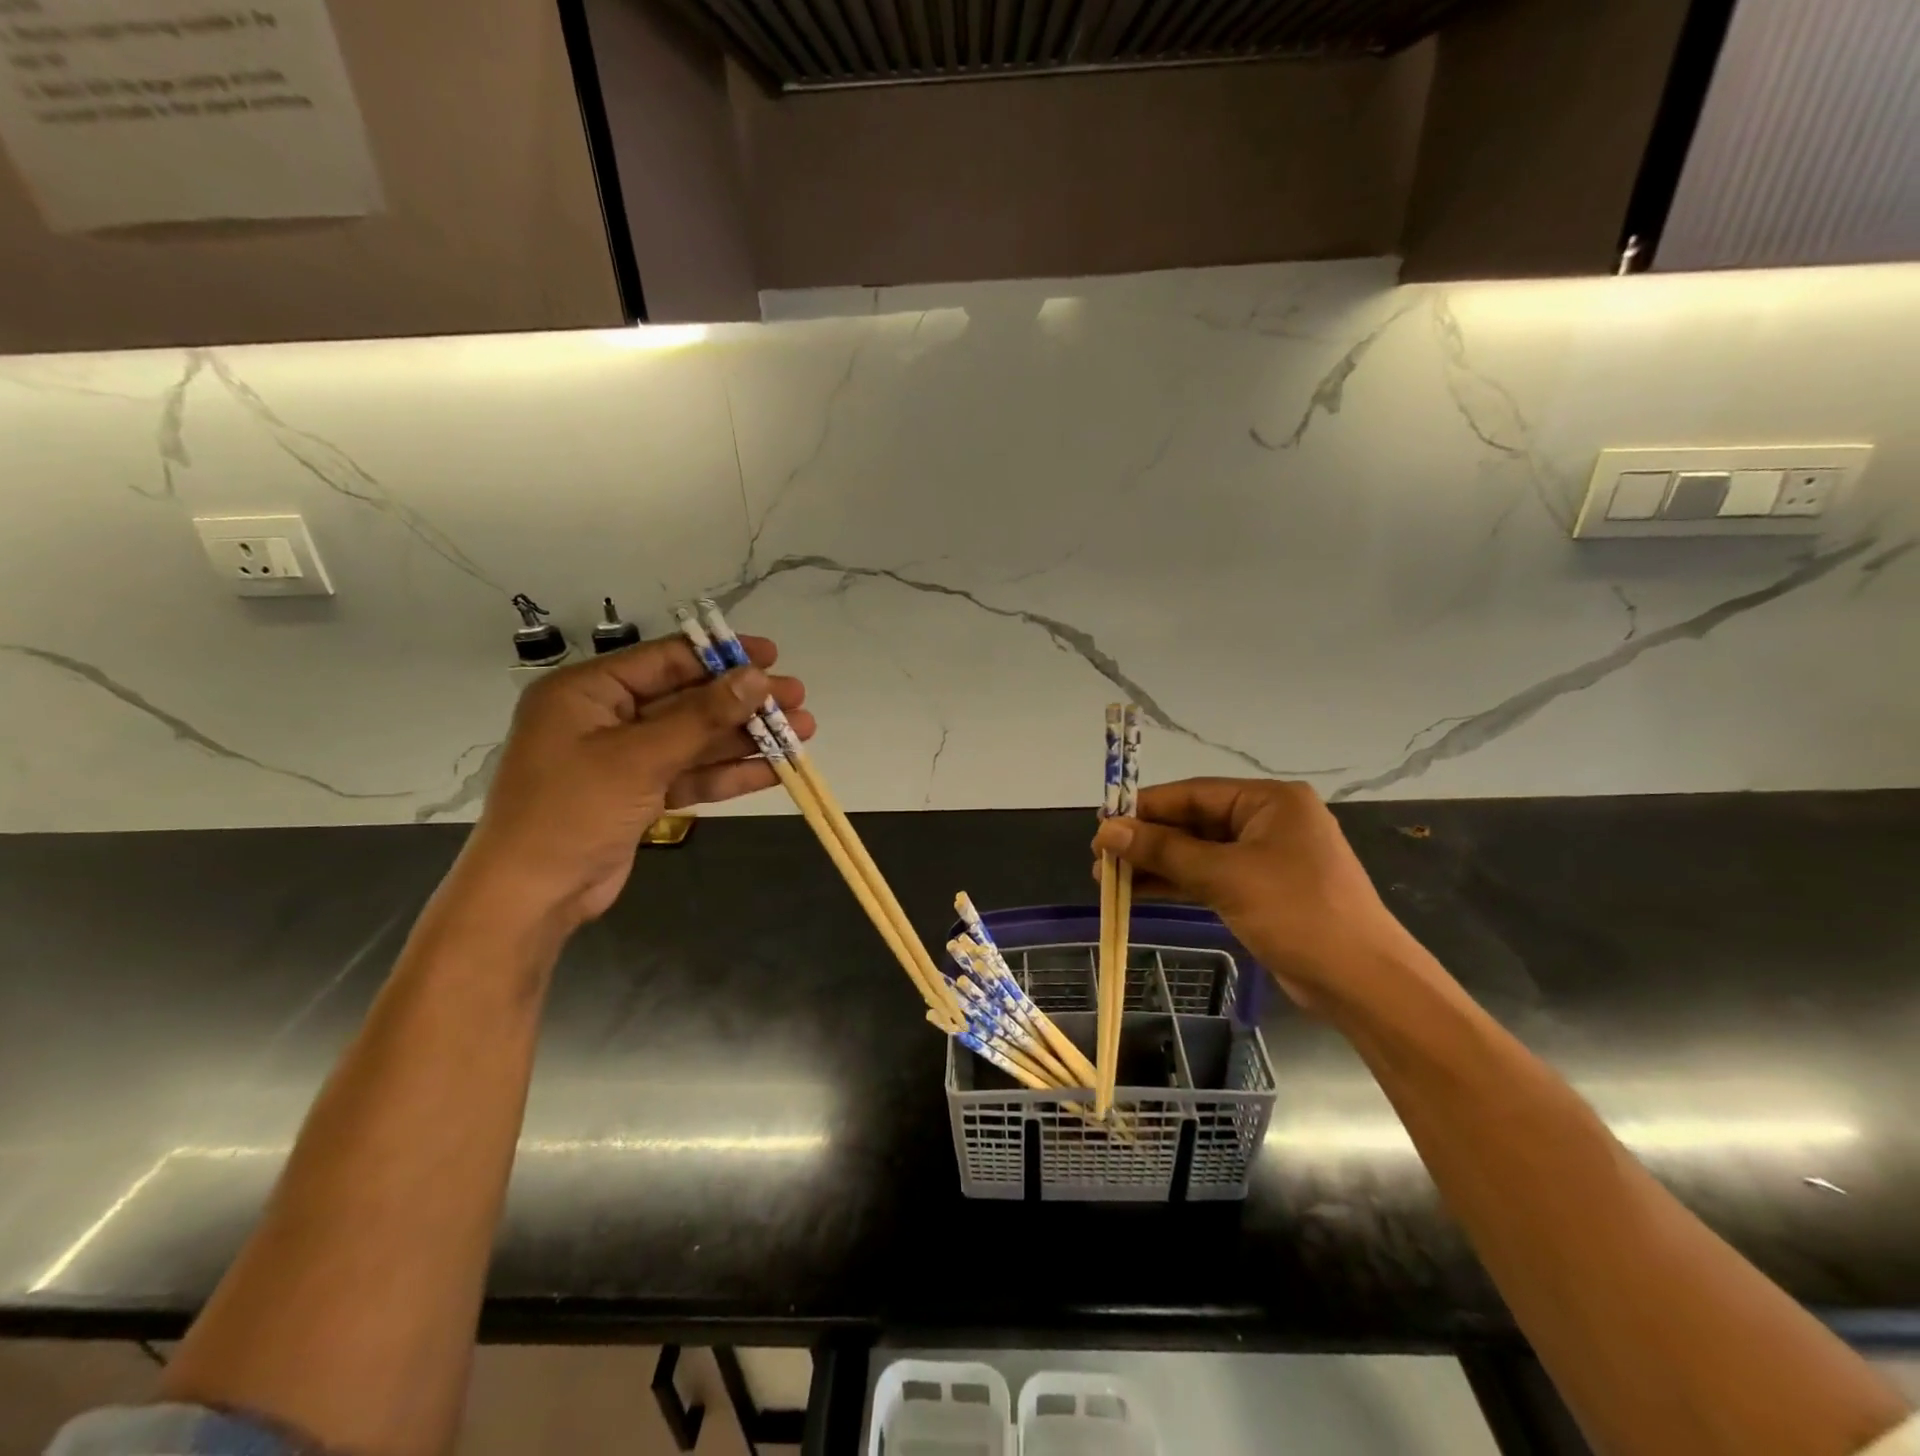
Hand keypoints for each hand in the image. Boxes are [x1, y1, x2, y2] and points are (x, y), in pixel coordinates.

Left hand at [456, 634, 811, 926]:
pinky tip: (774, 771)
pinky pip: (691, 774)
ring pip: (696, 740)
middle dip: (744, 703)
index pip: (666, 660)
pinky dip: (729, 773)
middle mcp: (606, 718)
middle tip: (797, 699)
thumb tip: (756, 678)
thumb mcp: (640, 757)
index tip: (772, 656)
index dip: (722, 656)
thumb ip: (701, 716)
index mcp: (589, 692)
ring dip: (746, 739)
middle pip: (688, 700)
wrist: (533, 896)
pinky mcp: (640, 794)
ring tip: (802, 733)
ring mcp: (625, 759)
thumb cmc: (573, 811)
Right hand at [1090, 777, 1432, 1014]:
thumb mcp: (1225, 876)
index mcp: (1269, 801)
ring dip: (1156, 865)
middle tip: (1100, 858)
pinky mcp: (1261, 891)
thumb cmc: (1297, 913)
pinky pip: (1209, 877)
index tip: (1102, 824)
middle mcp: (1268, 821)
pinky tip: (1138, 892)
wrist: (1362, 983)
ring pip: (1198, 853)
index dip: (1144, 808)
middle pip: (1193, 822)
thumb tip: (1106, 831)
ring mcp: (1265, 858)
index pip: (1193, 793)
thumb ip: (1164, 851)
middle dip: (1147, 841)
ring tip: (1107, 880)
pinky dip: (1176, 884)